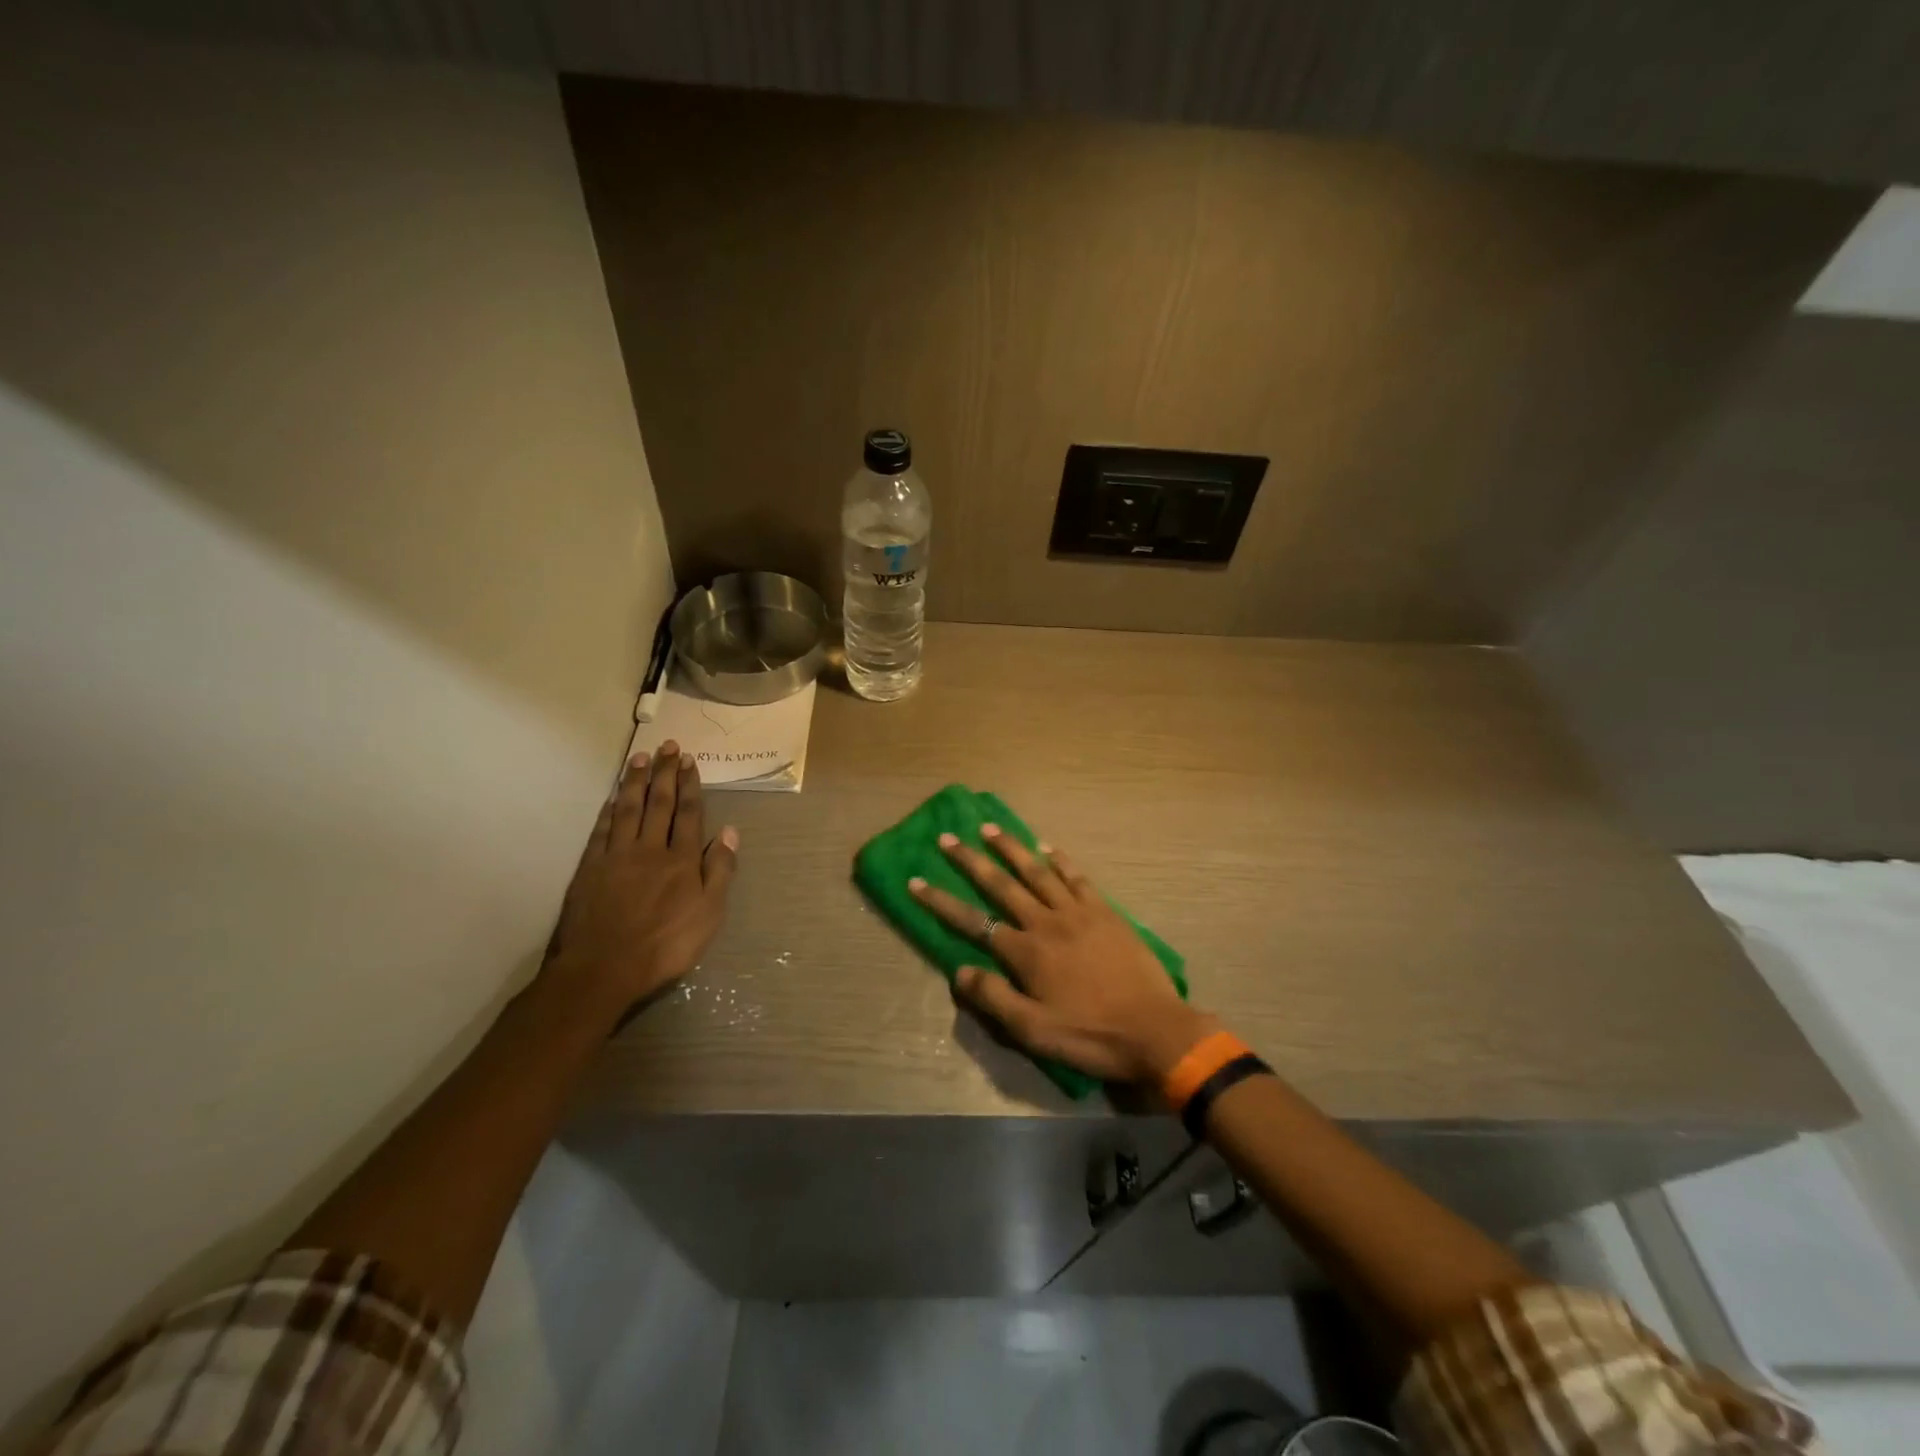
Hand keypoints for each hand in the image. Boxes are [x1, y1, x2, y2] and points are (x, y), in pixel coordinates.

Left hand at [542, 741, 738, 1025]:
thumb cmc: (665, 946)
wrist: (603, 969)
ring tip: (641, 757)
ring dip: (636, 781)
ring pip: (629, 809)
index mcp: (682, 860)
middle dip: (665, 773)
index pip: (689, 814)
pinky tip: (613, 797)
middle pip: (660, 803)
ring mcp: (617, 856)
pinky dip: (609, 810)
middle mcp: (651, 849)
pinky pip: (602, 830)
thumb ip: (719, 871)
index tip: (690, 761)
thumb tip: (732, 832)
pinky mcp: (590, 868)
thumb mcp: (709, 914)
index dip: (690, 786)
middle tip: (669, 746)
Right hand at [909, 827, 1213, 1085]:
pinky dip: (1060, 860)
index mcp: (1026, 952)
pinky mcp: (1105, 911)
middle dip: (971, 861)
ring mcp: (1078, 912)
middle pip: (1001, 885)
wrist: (1155, 1030)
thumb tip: (959, 970)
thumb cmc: (1090, 1035)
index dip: (941, 902)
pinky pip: (1078, 878)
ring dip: (1012, 848)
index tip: (917, 880)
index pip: (973, 921)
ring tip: (989, 828)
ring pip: (1037, 872)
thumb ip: (994, 998)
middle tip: (948, 838)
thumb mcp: (1034, 1031)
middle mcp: (1046, 922)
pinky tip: (1048, 848)